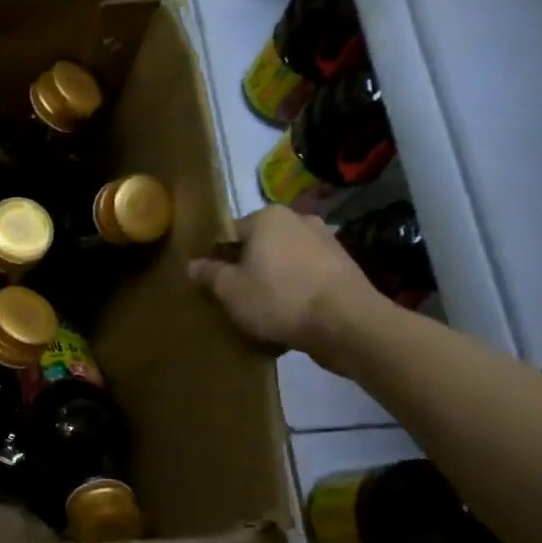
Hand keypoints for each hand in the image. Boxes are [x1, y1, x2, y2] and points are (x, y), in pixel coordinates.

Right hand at [188, 206, 389, 370]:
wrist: (348, 325)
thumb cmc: (280, 299)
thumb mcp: (231, 290)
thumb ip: (209, 274)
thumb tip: (193, 265)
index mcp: (268, 217)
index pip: (229, 232)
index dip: (216, 257)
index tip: (211, 282)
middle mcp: (298, 219)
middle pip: (258, 244)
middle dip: (246, 266)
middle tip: (235, 296)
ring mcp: (326, 241)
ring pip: (284, 260)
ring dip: (272, 278)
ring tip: (263, 308)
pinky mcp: (344, 266)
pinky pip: (306, 274)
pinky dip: (295, 288)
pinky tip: (290, 313)